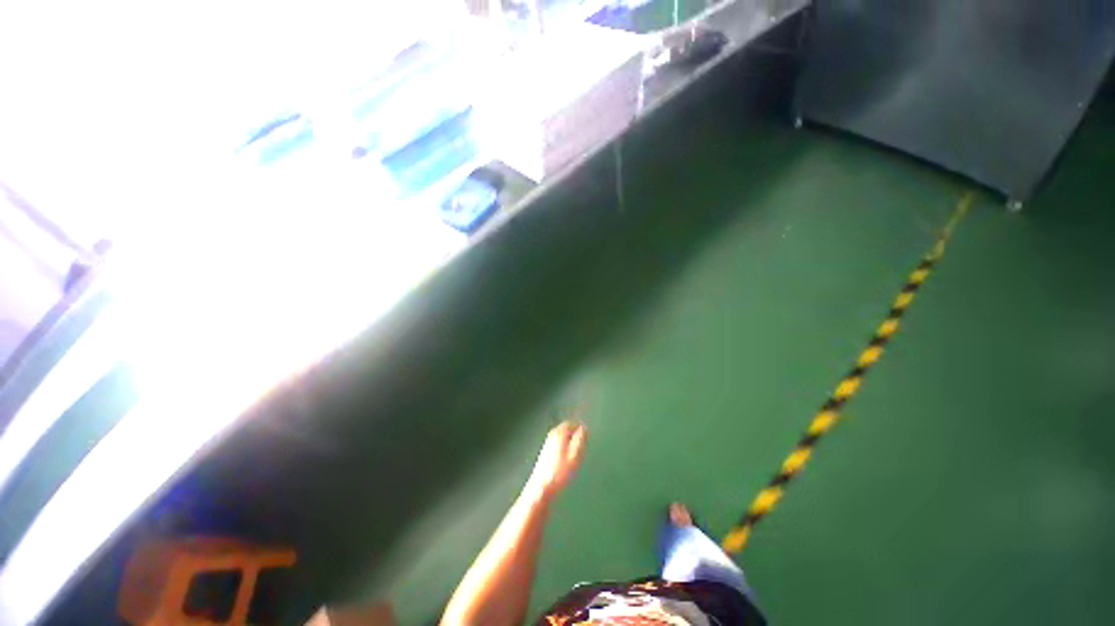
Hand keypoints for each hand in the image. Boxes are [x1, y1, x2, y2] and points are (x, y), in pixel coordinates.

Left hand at [527, 421, 587, 498]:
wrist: (542, 488)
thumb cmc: (560, 472)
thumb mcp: (575, 455)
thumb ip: (580, 440)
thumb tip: (584, 428)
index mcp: (559, 433)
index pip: (571, 423)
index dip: (579, 427)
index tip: (586, 434)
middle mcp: (552, 435)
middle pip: (565, 428)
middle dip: (574, 433)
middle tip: (582, 442)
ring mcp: (547, 443)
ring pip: (561, 436)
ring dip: (569, 440)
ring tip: (576, 450)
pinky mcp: (545, 452)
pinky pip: (558, 443)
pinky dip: (564, 446)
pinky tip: (567, 457)